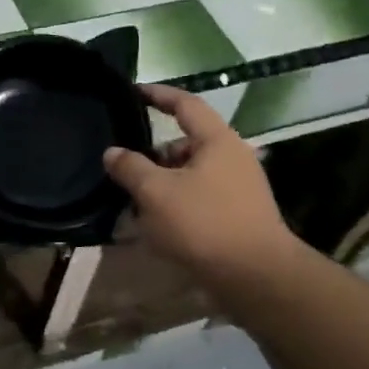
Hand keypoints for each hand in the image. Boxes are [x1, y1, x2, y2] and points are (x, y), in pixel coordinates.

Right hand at [103, 85, 298, 280]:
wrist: (256, 277)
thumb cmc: (204, 224)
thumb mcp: (155, 193)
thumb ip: (130, 167)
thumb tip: (112, 152)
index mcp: (217, 141)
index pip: (184, 104)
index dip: (157, 95)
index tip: (132, 91)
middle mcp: (232, 157)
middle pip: (185, 143)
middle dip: (153, 153)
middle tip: (123, 167)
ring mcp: (238, 187)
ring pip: (189, 173)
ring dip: (162, 182)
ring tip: (134, 201)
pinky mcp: (237, 214)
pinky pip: (198, 196)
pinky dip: (176, 202)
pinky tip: (157, 223)